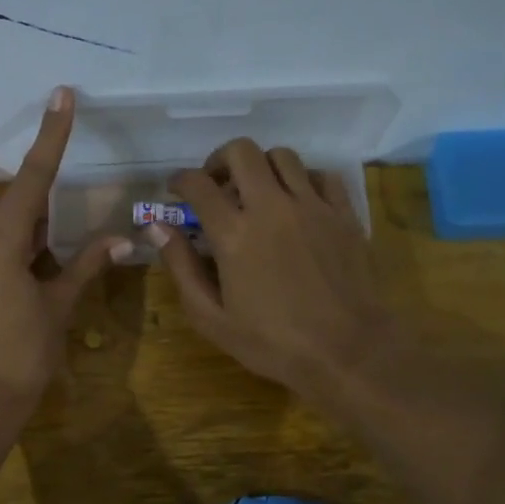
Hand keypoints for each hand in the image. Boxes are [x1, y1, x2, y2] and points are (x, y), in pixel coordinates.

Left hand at [0, 87, 128, 430]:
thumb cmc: (20, 356)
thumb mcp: (57, 308)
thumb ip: (84, 266)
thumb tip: (119, 239)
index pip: (32, 177)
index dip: (51, 135)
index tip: (61, 94)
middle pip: (14, 207)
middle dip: (45, 214)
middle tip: (68, 241)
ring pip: (0, 232)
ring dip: (30, 239)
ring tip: (52, 270)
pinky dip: (13, 256)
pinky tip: (31, 282)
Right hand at [152, 139, 393, 398]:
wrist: (347, 350)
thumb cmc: (273, 342)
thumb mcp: (212, 318)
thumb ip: (181, 268)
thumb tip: (157, 228)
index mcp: (234, 233)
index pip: (198, 184)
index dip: (180, 180)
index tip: (175, 189)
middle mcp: (272, 207)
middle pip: (241, 152)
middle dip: (220, 160)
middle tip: (216, 184)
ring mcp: (312, 206)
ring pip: (283, 156)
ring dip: (261, 166)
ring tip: (257, 191)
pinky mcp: (344, 214)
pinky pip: (322, 176)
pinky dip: (303, 180)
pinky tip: (297, 202)